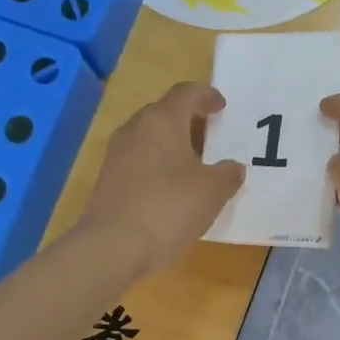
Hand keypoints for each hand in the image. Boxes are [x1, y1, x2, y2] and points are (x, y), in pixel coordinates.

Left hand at [79, 82, 243, 275]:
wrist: (112, 247)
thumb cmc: (168, 208)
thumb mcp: (212, 191)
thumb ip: (228, 174)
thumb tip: (232, 167)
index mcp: (162, 120)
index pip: (186, 93)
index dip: (207, 96)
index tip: (221, 107)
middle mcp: (135, 129)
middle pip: (164, 113)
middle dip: (189, 121)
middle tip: (211, 137)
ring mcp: (116, 156)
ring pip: (149, 139)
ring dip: (172, 146)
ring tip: (195, 167)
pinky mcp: (107, 181)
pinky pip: (139, 163)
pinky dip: (158, 167)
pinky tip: (172, 191)